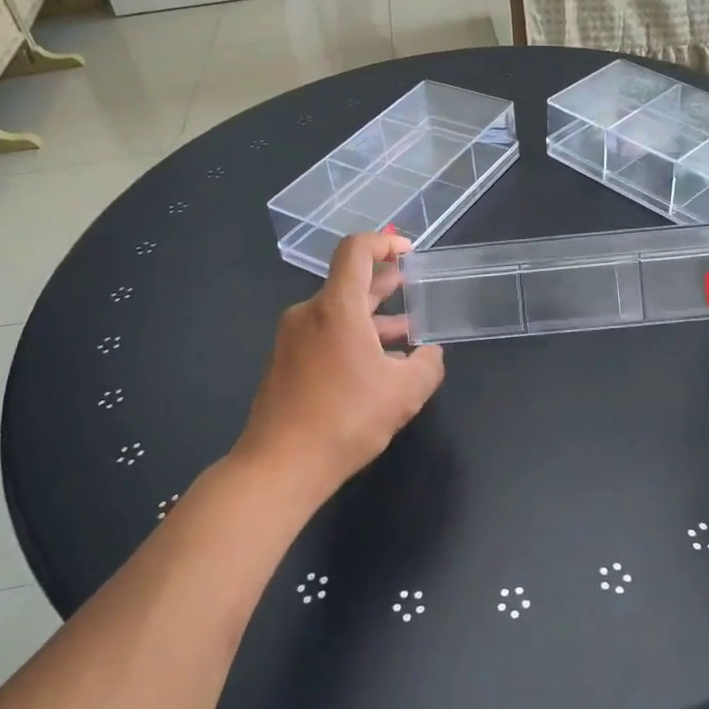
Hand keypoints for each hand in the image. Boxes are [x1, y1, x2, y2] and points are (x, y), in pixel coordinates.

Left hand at [234, 233, 445, 501]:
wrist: (279, 466)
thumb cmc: (345, 420)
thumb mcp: (404, 394)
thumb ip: (427, 366)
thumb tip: (429, 355)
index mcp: (336, 308)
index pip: (355, 251)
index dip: (383, 242)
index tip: (407, 251)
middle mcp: (309, 314)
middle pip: (348, 283)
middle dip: (383, 283)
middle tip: (411, 286)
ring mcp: (291, 338)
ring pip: (337, 313)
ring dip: (371, 318)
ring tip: (404, 334)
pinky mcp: (283, 363)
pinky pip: (323, 336)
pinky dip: (351, 338)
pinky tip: (373, 367)